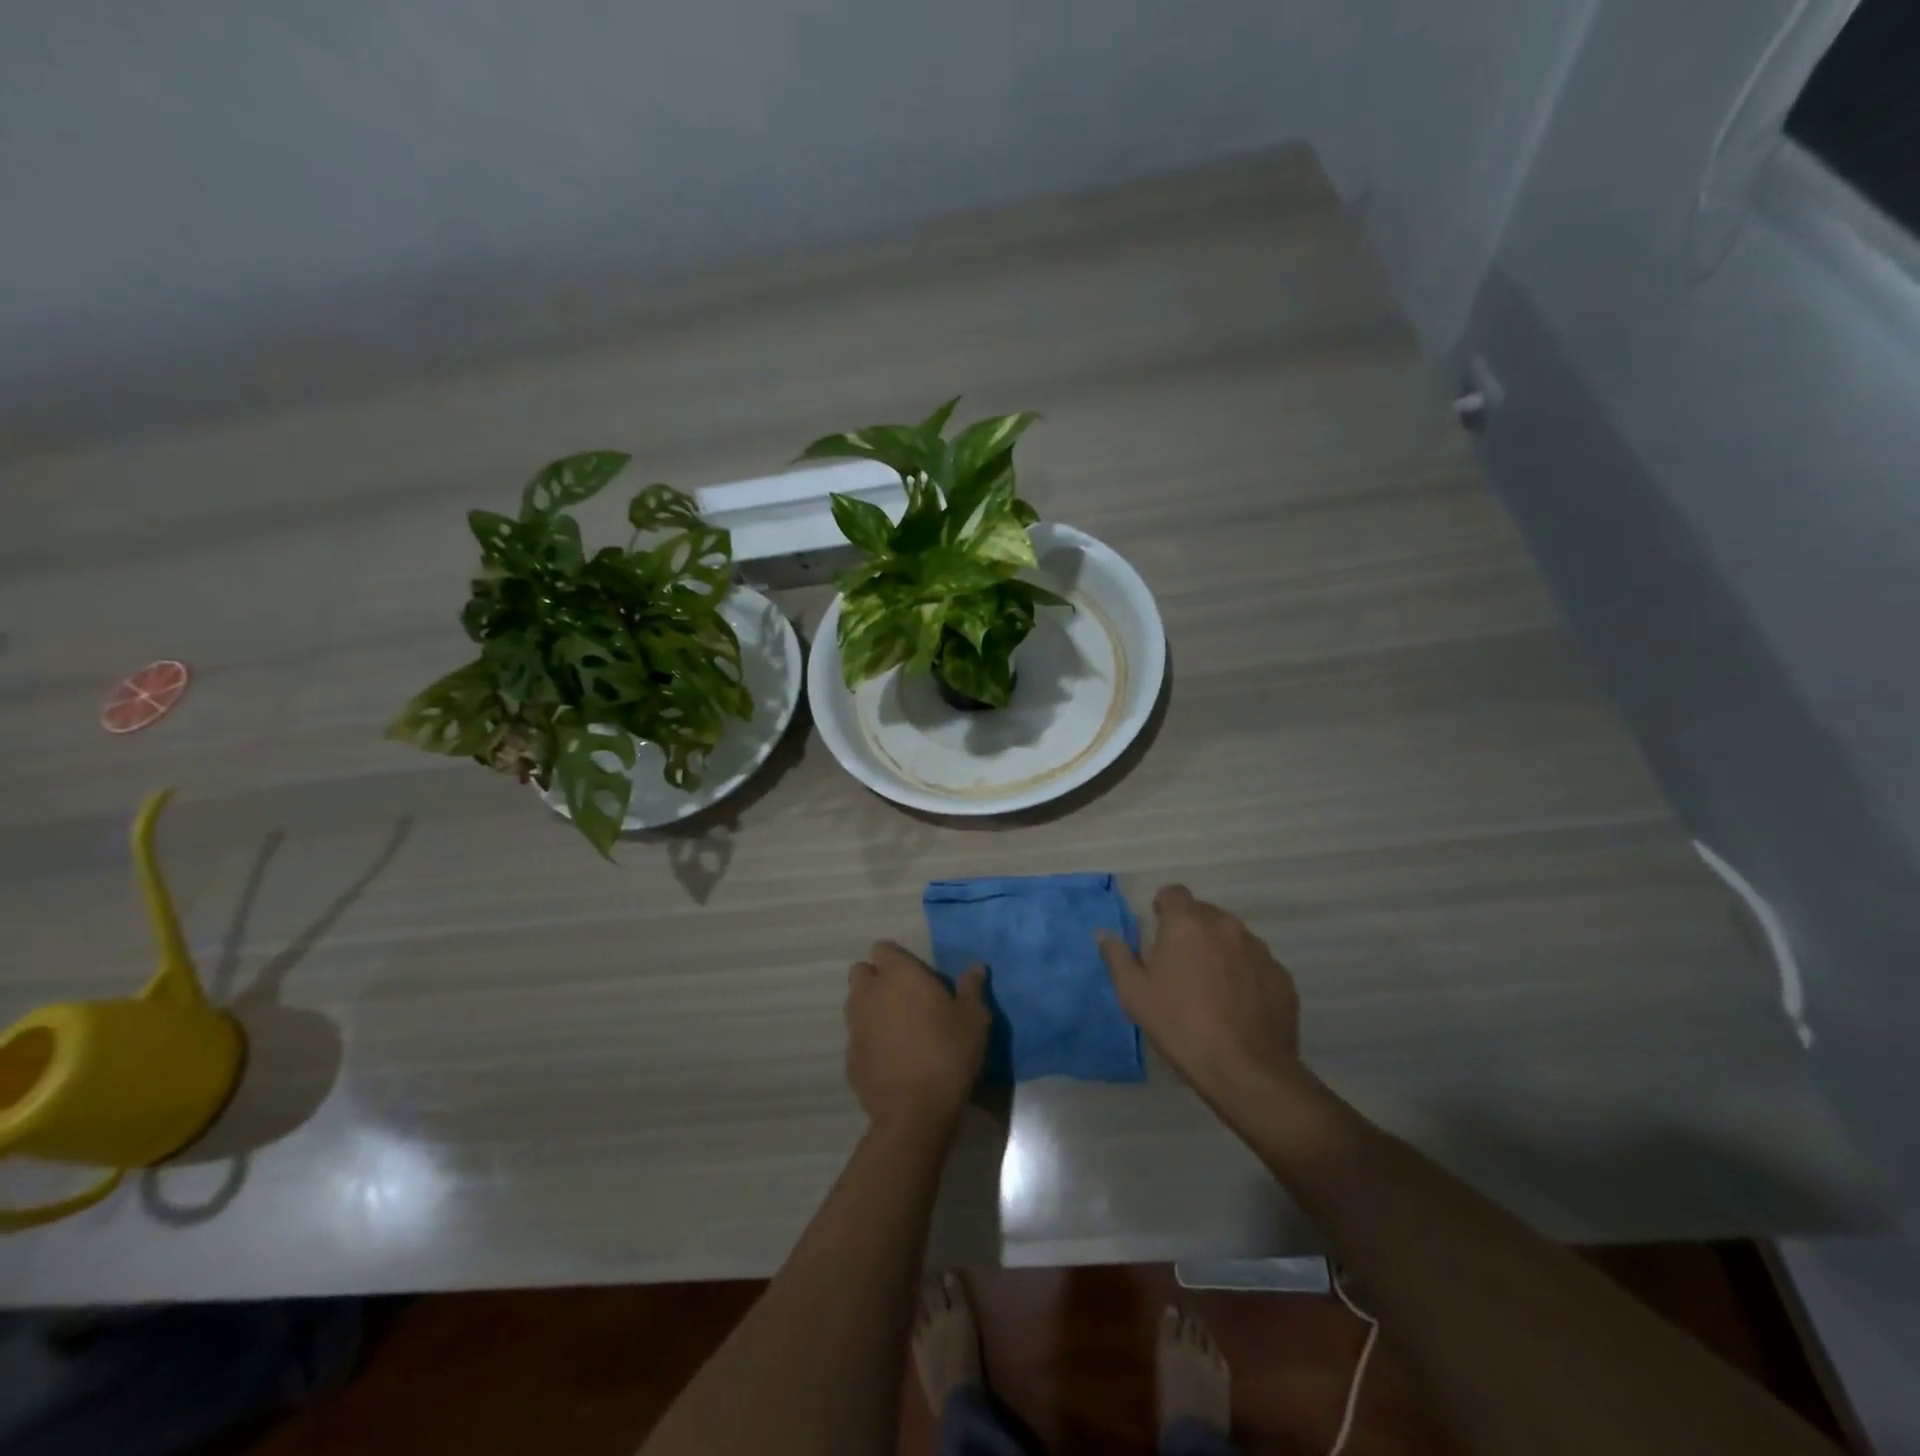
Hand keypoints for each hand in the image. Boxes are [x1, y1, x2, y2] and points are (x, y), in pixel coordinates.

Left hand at [845, 942, 989, 1133]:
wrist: (916, 1112)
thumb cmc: (948, 1053)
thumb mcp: (974, 1018)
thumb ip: (971, 987)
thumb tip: (976, 967)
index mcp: (898, 975)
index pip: (883, 949)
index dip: (896, 959)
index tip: (915, 974)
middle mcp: (870, 993)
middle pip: (861, 973)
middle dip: (877, 979)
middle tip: (904, 998)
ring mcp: (855, 1026)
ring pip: (855, 1004)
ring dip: (870, 1008)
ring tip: (898, 1028)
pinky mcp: (849, 1058)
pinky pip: (857, 1037)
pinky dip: (869, 1040)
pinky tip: (891, 1058)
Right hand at [1099, 885, 1305, 1102]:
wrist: (1245, 1069)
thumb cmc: (1180, 1025)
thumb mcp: (1134, 994)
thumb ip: (1117, 956)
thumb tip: (1104, 934)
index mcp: (1187, 923)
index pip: (1174, 893)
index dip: (1164, 907)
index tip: (1158, 930)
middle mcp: (1226, 926)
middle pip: (1204, 914)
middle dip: (1191, 931)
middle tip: (1180, 965)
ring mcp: (1259, 950)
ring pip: (1233, 938)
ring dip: (1220, 951)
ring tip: (1211, 987)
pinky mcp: (1282, 976)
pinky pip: (1256, 964)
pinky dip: (1245, 974)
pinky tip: (1237, 1005)